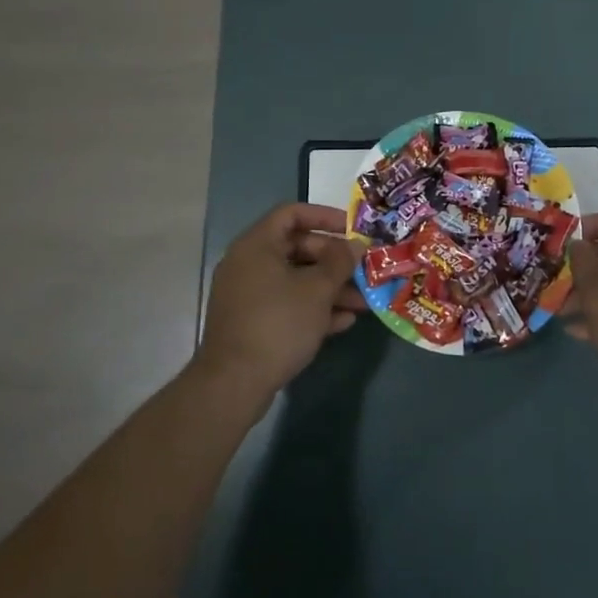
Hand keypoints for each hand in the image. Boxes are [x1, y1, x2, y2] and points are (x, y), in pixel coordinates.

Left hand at [195, 204, 365, 401]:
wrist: (234, 383)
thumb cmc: (278, 323)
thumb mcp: (317, 290)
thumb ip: (340, 263)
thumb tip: (355, 246)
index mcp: (257, 245)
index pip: (292, 213)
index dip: (325, 216)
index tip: (352, 229)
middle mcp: (248, 263)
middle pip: (296, 248)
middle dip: (333, 260)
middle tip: (362, 271)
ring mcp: (247, 294)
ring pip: (295, 280)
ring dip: (329, 288)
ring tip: (362, 302)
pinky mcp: (251, 322)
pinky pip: (286, 304)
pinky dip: (313, 308)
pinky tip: (343, 322)